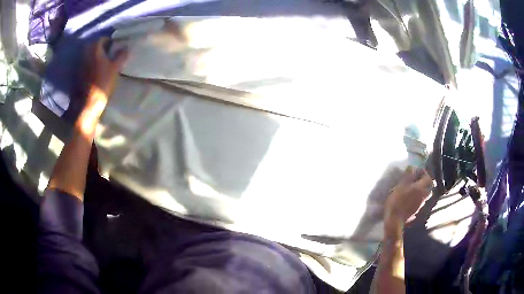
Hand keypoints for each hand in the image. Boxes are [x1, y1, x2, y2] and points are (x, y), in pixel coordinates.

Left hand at [84, 37, 127, 114]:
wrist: (88, 102)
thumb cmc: (103, 82)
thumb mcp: (116, 68)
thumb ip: (121, 55)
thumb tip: (125, 47)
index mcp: (95, 48)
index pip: (102, 38)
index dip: (109, 41)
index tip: (114, 47)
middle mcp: (86, 53)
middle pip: (94, 46)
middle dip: (101, 48)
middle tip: (108, 54)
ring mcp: (80, 63)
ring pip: (89, 55)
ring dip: (95, 57)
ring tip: (102, 63)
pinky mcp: (78, 74)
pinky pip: (85, 64)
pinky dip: (90, 65)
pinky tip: (95, 71)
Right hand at [384, 166, 431, 236]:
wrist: (395, 221)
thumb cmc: (397, 201)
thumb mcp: (400, 186)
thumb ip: (408, 176)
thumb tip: (412, 167)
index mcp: (421, 188)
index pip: (428, 177)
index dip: (423, 173)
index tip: (416, 172)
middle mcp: (424, 196)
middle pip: (429, 186)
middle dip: (424, 181)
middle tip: (416, 180)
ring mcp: (422, 205)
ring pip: (426, 194)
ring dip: (422, 190)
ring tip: (413, 189)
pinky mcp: (418, 212)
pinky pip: (421, 201)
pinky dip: (418, 198)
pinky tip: (411, 199)